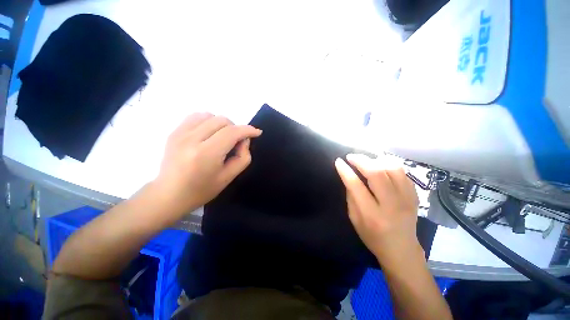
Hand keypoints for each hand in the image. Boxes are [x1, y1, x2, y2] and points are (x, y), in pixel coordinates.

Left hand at [152, 113, 261, 220]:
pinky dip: (208, 121)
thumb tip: (244, 140)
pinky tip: (209, 133)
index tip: (257, 133)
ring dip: (222, 124)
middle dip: (236, 128)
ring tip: (222, 137)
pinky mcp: (174, 132)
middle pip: (222, 121)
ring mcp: (180, 133)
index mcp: (206, 154)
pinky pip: (196, 116)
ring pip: (210, 115)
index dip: (248, 130)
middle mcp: (192, 139)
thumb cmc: (201, 190)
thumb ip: (243, 157)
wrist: (168, 195)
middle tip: (236, 142)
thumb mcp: (229, 177)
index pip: (232, 132)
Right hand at [335, 154, 420, 262]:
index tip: (338, 161)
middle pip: (376, 173)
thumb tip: (349, 176)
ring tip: (366, 160)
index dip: (345, 171)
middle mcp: (391, 205)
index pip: (356, 186)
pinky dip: (389, 164)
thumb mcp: (354, 219)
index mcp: (372, 215)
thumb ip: (351, 196)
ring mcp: (407, 199)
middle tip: (351, 157)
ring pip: (392, 168)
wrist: (401, 249)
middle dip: (361, 160)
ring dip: (376, 160)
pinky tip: (380, 165)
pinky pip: (403, 172)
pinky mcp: (414, 195)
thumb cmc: (372, 236)